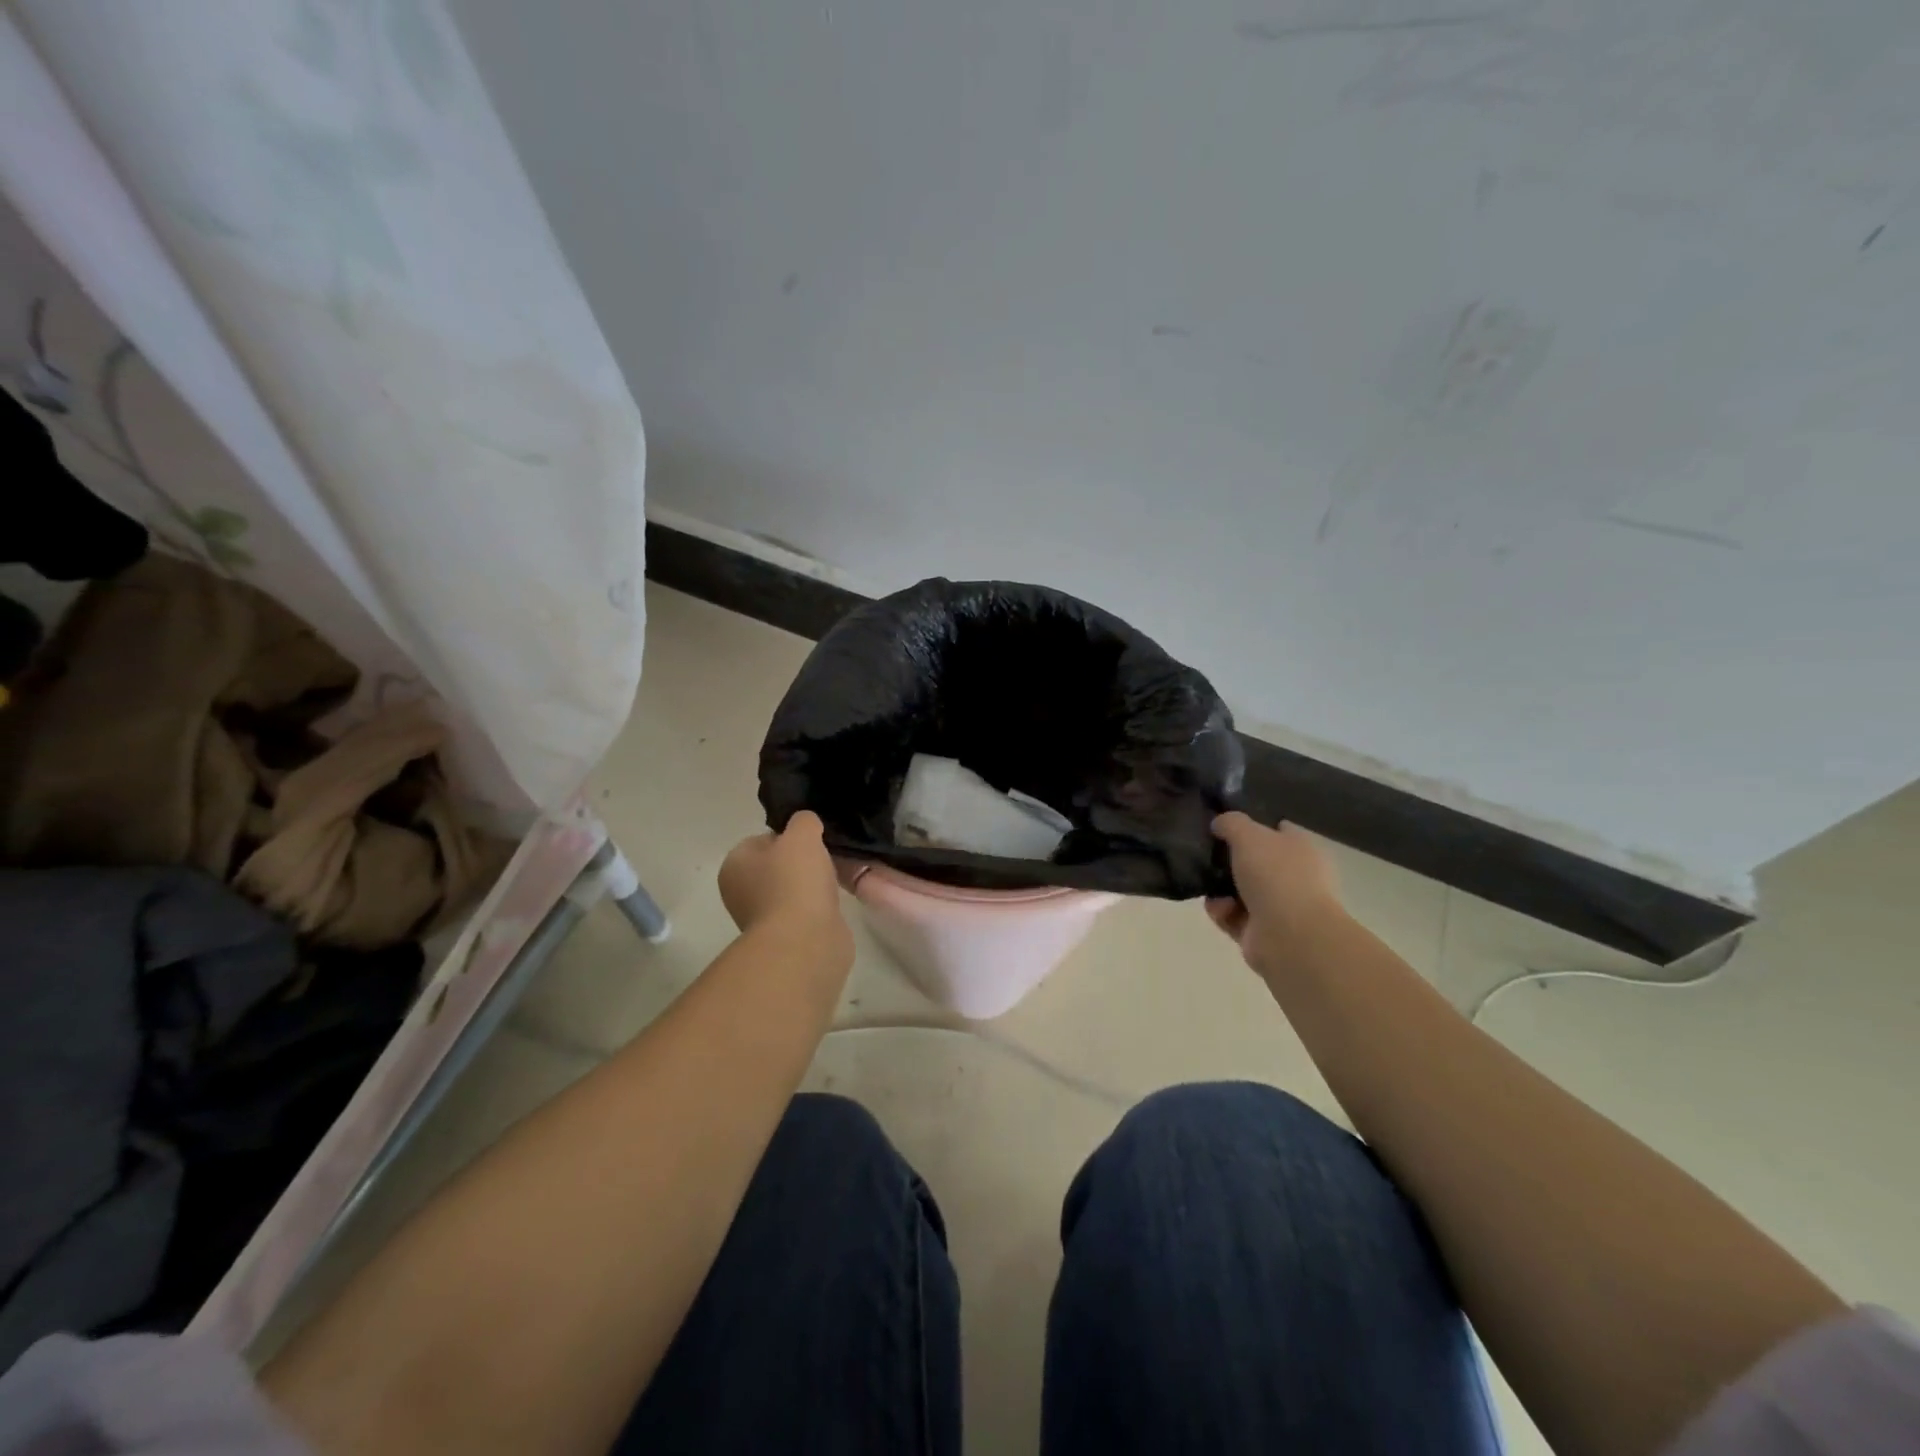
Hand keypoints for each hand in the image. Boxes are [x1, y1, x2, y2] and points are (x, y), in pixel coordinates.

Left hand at [718, 812, 853, 962]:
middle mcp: (740, 891)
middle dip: (802, 862)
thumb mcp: (802, 834)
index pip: (761, 839)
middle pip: (776, 865)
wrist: (805, 941)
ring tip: (834, 881)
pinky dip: (817, 907)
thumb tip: (806, 825)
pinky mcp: (784, 938)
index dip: (788, 836)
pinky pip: (803, 911)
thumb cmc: (795, 881)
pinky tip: (832, 904)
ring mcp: (761, 918)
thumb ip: (804, 821)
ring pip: (791, 889)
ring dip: (811, 886)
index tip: (812, 840)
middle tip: (826, 858)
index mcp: (734, 864)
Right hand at [1205, 813, 1345, 977]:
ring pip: (1240, 890)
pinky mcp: (1261, 933)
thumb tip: (1219, 824)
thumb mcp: (1248, 834)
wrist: (1290, 936)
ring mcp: (1279, 907)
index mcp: (1301, 849)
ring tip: (1206, 884)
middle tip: (1206, 855)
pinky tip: (1217, 908)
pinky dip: (1222, 912)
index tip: (1223, 826)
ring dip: (1220, 888)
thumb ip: (1231, 823)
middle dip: (1229, 860)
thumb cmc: (1276, 876)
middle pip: (1255, 862)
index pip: (1277, 830)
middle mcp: (1294, 877)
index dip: (1251, 825)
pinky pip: (1233, 916)